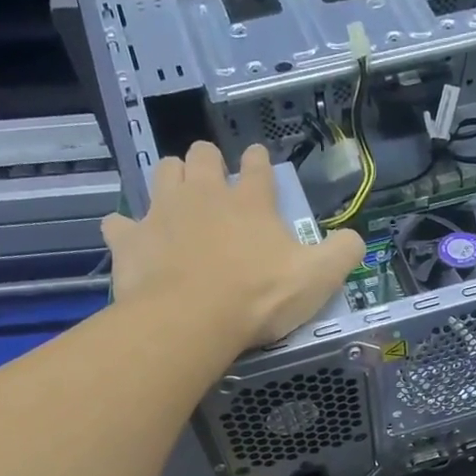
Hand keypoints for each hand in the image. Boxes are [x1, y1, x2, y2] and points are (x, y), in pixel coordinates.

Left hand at [102, 141, 365, 346]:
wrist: (193, 319)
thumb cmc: (259, 297)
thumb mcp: (318, 279)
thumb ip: (342, 254)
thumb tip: (355, 239)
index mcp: (251, 201)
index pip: (257, 167)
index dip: (259, 163)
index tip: (258, 164)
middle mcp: (204, 194)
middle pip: (202, 155)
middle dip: (208, 162)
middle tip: (214, 184)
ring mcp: (162, 212)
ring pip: (162, 172)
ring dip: (170, 180)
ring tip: (177, 201)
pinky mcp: (130, 240)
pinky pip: (120, 224)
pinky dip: (127, 230)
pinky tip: (134, 242)